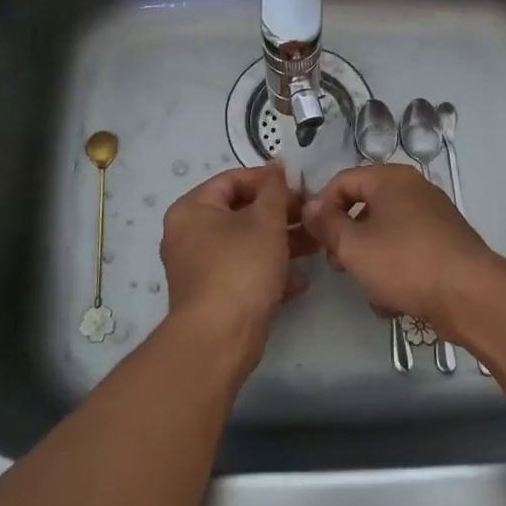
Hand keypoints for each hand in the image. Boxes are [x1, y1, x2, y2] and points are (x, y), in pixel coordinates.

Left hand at [159, 164, 314, 368]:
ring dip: (281, 243)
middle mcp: (189, 235)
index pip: (232, 180)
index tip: (300, 187)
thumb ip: (275, 190)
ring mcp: (200, 268)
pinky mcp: (213, 296)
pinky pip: (244, 272)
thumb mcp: (265, 221)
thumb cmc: (240, 268)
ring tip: (316, 245)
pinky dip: (270, 271)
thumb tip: (277, 166)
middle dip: (280, 214)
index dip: (268, 180)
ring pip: (246, 244)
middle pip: (240, 213)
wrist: (219, 339)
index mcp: (192, 210)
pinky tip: (301, 280)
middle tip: (311, 216)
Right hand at [301, 164, 504, 337]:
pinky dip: (396, 270)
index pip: (342, 181)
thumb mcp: (354, 246)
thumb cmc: (405, 262)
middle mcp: (413, 189)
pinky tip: (393, 300)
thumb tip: (310, 206)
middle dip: (347, 237)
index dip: (322, 207)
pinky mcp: (445, 244)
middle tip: (337, 265)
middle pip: (365, 206)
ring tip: (368, 289)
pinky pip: (408, 250)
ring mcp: (433, 216)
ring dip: (370, 259)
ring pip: (386, 233)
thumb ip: (326, 224)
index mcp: (390, 179)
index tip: (313, 238)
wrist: (471, 296)